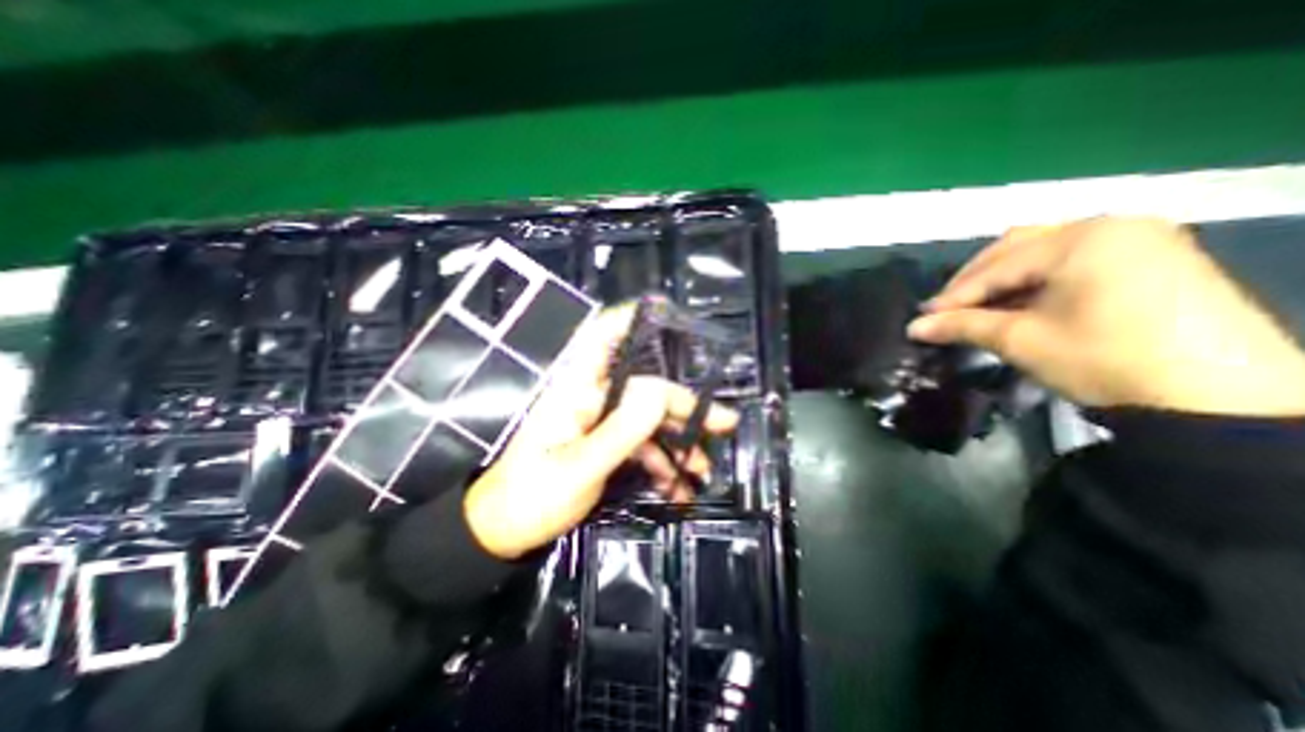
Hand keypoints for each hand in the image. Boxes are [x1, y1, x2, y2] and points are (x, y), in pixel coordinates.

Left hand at [464, 304, 739, 559]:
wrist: (505, 533)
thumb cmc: (531, 498)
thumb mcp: (579, 469)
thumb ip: (619, 431)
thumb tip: (658, 392)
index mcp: (576, 391)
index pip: (601, 339)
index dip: (631, 320)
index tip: (669, 313)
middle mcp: (591, 398)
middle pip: (644, 388)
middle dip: (684, 405)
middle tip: (723, 422)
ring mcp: (599, 423)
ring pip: (648, 420)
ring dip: (677, 442)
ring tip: (703, 468)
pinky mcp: (604, 445)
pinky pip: (640, 447)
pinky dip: (661, 465)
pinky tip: (678, 488)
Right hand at [904, 217, 1303, 413]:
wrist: (1220, 400)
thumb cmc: (1105, 359)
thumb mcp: (1022, 340)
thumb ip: (962, 325)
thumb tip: (913, 327)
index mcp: (1081, 238)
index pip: (996, 266)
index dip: (954, 294)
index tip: (923, 317)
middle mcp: (1110, 226)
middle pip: (1018, 247)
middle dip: (976, 280)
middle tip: (946, 309)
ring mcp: (1138, 240)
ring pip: (1045, 252)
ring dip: (1004, 279)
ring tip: (978, 308)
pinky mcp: (1154, 260)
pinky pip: (1075, 261)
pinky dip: (1038, 281)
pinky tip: (1020, 304)